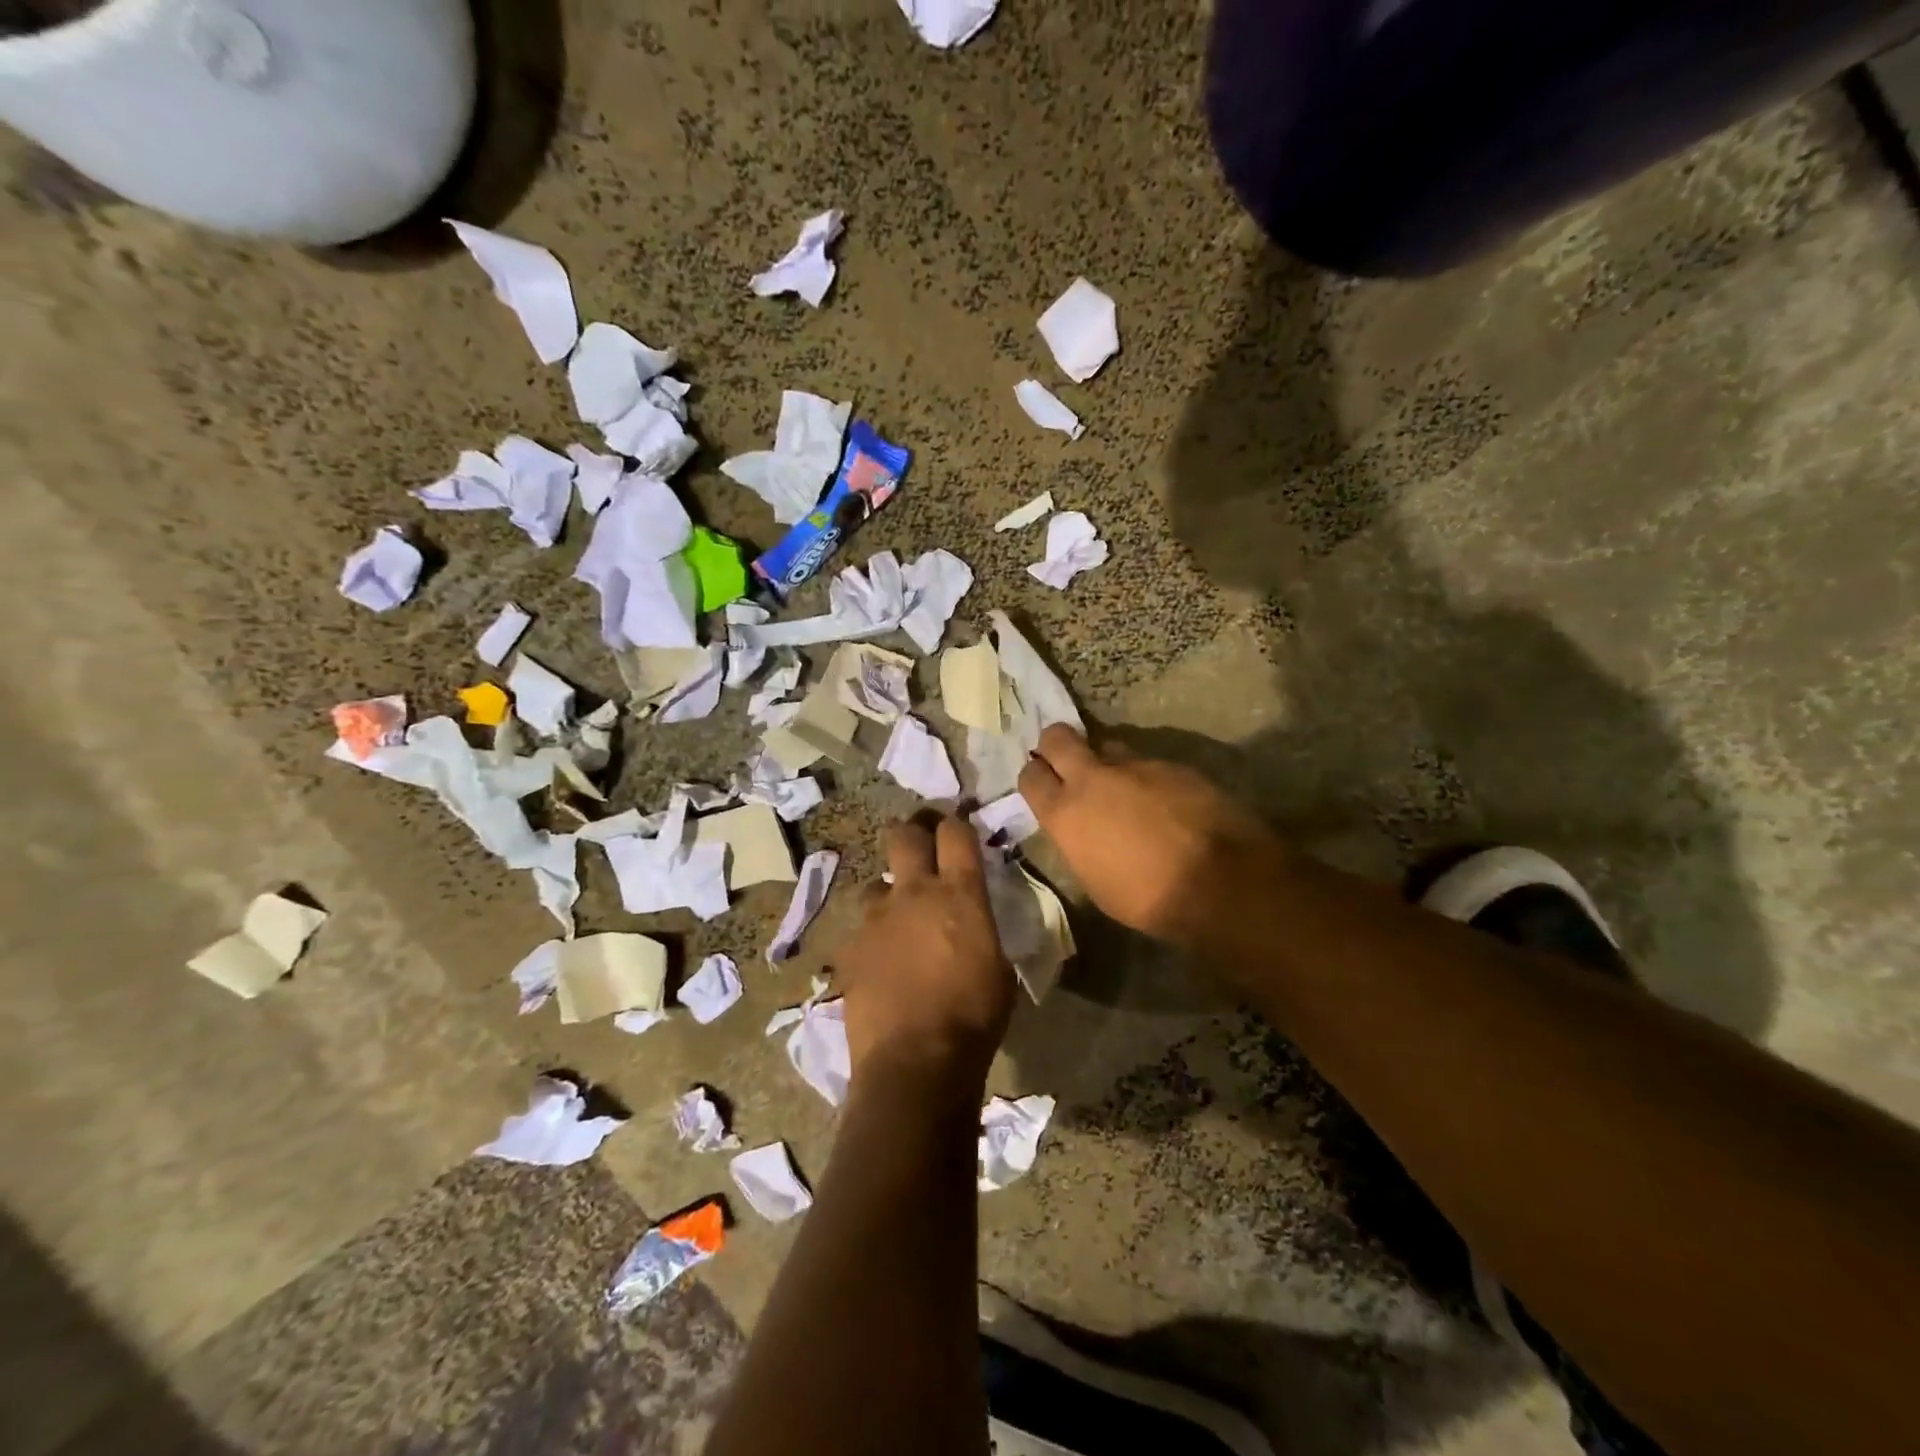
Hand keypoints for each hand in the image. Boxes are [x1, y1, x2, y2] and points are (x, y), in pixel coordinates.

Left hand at [836, 816, 1014, 1087]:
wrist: (915, 1061)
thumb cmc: (973, 1017)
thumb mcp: (999, 969)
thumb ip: (982, 931)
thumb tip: (972, 922)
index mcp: (959, 894)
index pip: (955, 833)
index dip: (956, 825)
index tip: (957, 830)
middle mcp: (913, 893)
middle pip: (904, 836)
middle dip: (912, 834)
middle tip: (921, 847)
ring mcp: (876, 919)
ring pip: (876, 883)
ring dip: (889, 893)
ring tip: (897, 919)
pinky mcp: (850, 948)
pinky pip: (862, 928)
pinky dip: (873, 936)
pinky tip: (881, 962)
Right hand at [1019, 724, 1280, 944]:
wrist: (1220, 881)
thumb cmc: (1148, 897)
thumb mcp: (1094, 880)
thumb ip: (1078, 841)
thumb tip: (1080, 828)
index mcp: (1066, 812)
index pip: (1030, 775)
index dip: (1033, 776)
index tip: (1041, 784)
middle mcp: (1093, 778)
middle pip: (1058, 737)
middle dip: (1055, 745)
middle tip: (1064, 761)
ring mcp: (1135, 765)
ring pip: (1107, 746)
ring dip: (1106, 762)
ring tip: (1122, 787)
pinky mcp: (1172, 764)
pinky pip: (1147, 762)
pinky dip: (1147, 777)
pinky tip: (1163, 801)